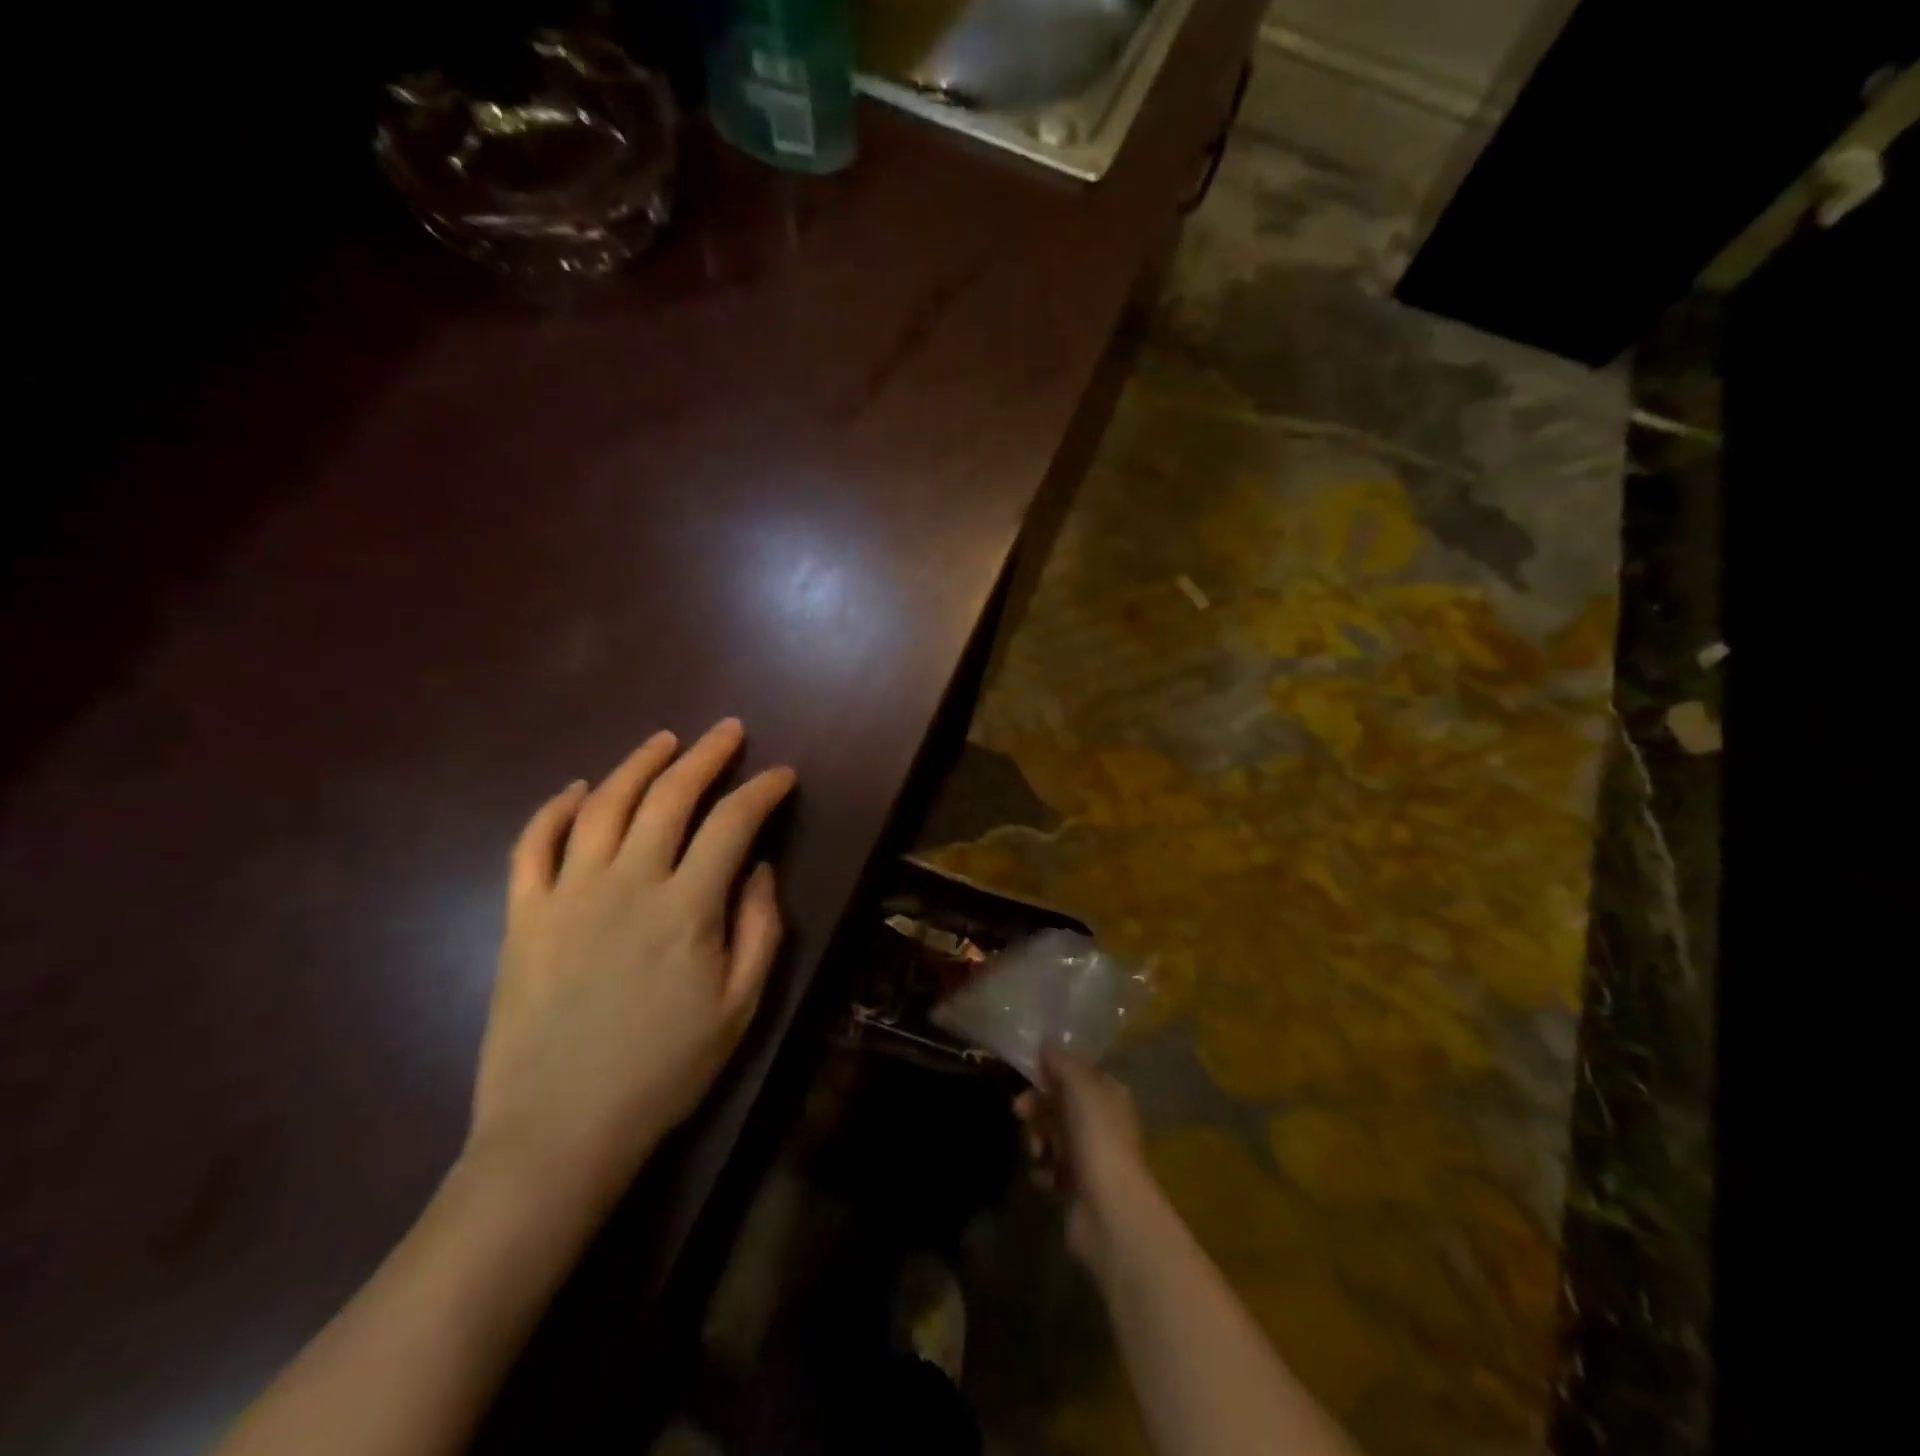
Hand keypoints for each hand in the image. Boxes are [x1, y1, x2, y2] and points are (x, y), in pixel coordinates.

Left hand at [468, 720, 794, 1210]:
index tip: (782, 775)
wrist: (559, 1131)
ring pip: (603, 804)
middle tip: (728, 731)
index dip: (762, 790)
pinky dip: (554, 809)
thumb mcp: (740, 1007)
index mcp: (686, 907)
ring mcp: (567, 894)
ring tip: (664, 741)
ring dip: (638, 764)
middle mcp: (627, 883)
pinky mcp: (523, 915)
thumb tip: (758, 867)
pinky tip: (577, 789)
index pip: (733, 823)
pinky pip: (532, 845)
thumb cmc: (664, 1071)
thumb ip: (760, 929)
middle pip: (669, 796)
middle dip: (706, 756)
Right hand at [1015, 1044, 1161, 1282]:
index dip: (1052, 1071)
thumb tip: (1046, 1042)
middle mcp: (1101, 1122)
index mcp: (1109, 1095)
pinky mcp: (1075, 1187)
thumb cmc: (1099, 1141)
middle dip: (1037, 1106)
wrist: (1111, 1214)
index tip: (1029, 1073)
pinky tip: (1043, 1176)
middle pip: (1059, 1103)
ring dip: (1037, 1139)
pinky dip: (1042, 1169)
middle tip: (1020, 1112)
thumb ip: (1062, 1063)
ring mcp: (1089, 1156)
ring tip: (1038, 1153)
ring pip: (1050, 1134)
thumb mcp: (1081, 1088)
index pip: (1077, 1073)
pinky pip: (1049, 1167)